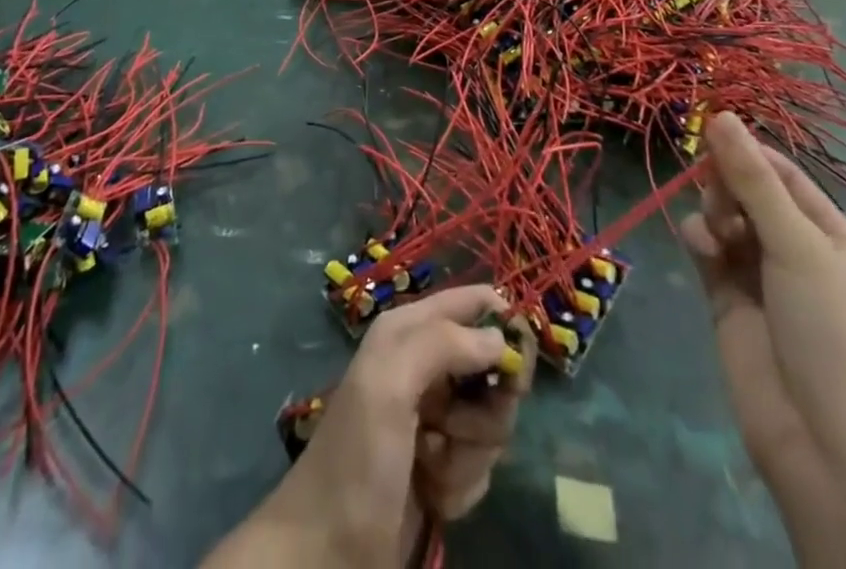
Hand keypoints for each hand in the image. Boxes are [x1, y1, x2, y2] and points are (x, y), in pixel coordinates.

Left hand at [206, 286, 528, 568]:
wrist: (327, 554)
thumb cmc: (357, 458)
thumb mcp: (389, 385)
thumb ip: (442, 345)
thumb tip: (500, 338)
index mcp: (408, 331)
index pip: (469, 302)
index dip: (501, 320)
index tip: (518, 356)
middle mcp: (425, 366)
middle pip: (492, 367)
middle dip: (485, 407)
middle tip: (456, 429)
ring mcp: (436, 418)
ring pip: (492, 420)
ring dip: (469, 453)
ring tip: (431, 467)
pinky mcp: (444, 465)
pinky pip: (482, 464)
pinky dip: (463, 483)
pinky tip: (433, 496)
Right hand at [680, 115, 845, 478]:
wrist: (824, 442)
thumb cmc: (831, 331)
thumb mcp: (797, 245)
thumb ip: (752, 179)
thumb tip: (721, 114)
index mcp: (832, 236)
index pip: (784, 175)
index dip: (748, 152)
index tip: (711, 132)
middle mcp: (797, 250)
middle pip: (748, 192)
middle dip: (727, 184)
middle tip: (719, 194)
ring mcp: (759, 275)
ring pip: (721, 216)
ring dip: (713, 212)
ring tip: (717, 234)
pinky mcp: (727, 298)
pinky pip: (705, 248)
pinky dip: (699, 240)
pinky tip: (702, 251)